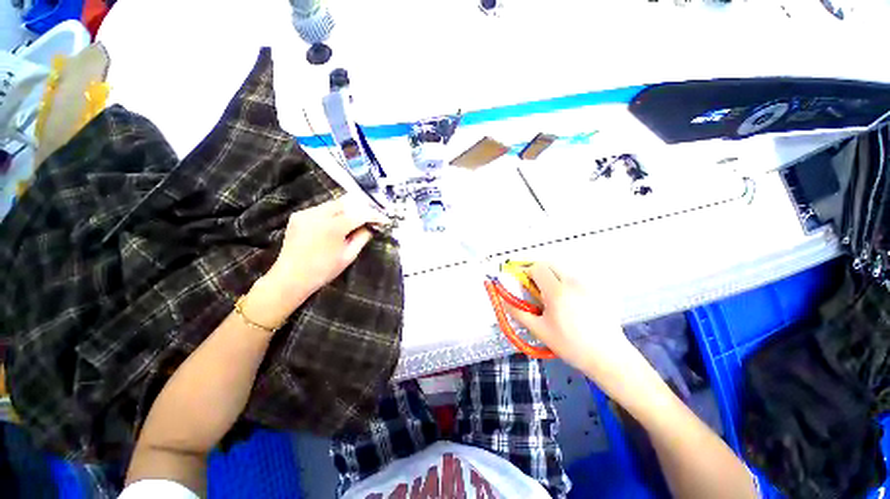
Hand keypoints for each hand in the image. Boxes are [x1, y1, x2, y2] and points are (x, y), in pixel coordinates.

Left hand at [245, 195, 388, 327]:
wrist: (291, 278)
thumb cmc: (323, 270)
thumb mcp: (348, 256)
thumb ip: (362, 238)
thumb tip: (370, 227)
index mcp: (333, 227)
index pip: (360, 214)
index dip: (374, 215)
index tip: (383, 220)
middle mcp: (318, 214)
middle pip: (346, 203)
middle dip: (360, 208)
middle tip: (370, 218)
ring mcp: (306, 213)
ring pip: (333, 204)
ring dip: (347, 209)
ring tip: (356, 220)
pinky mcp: (298, 216)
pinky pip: (321, 209)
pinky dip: (333, 213)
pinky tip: (337, 223)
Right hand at [504, 263, 639, 383]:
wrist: (607, 356)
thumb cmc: (571, 345)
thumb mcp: (539, 331)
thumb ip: (519, 313)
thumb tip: (505, 301)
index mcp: (557, 292)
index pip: (537, 268)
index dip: (526, 272)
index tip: (523, 282)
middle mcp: (573, 283)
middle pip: (550, 264)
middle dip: (538, 271)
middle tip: (535, 288)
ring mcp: (587, 285)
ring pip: (563, 270)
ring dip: (552, 276)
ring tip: (552, 297)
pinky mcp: (597, 290)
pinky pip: (575, 278)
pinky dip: (565, 283)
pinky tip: (569, 301)